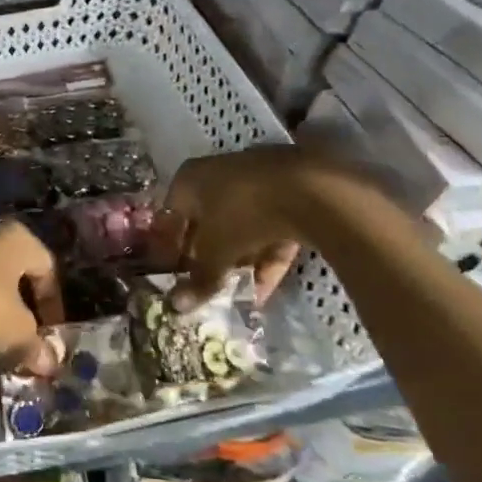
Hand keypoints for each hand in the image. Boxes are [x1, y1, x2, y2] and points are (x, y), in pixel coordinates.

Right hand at [164, 146, 345, 308]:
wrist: (310, 189)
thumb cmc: (242, 212)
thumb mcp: (216, 251)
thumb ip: (198, 279)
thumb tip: (177, 306)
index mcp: (190, 178)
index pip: (172, 216)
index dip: (171, 248)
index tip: (173, 276)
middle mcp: (218, 175)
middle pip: (207, 223)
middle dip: (207, 258)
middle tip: (204, 288)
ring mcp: (256, 182)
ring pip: (240, 228)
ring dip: (238, 263)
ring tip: (235, 296)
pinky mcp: (289, 195)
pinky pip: (270, 230)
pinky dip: (266, 259)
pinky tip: (264, 291)